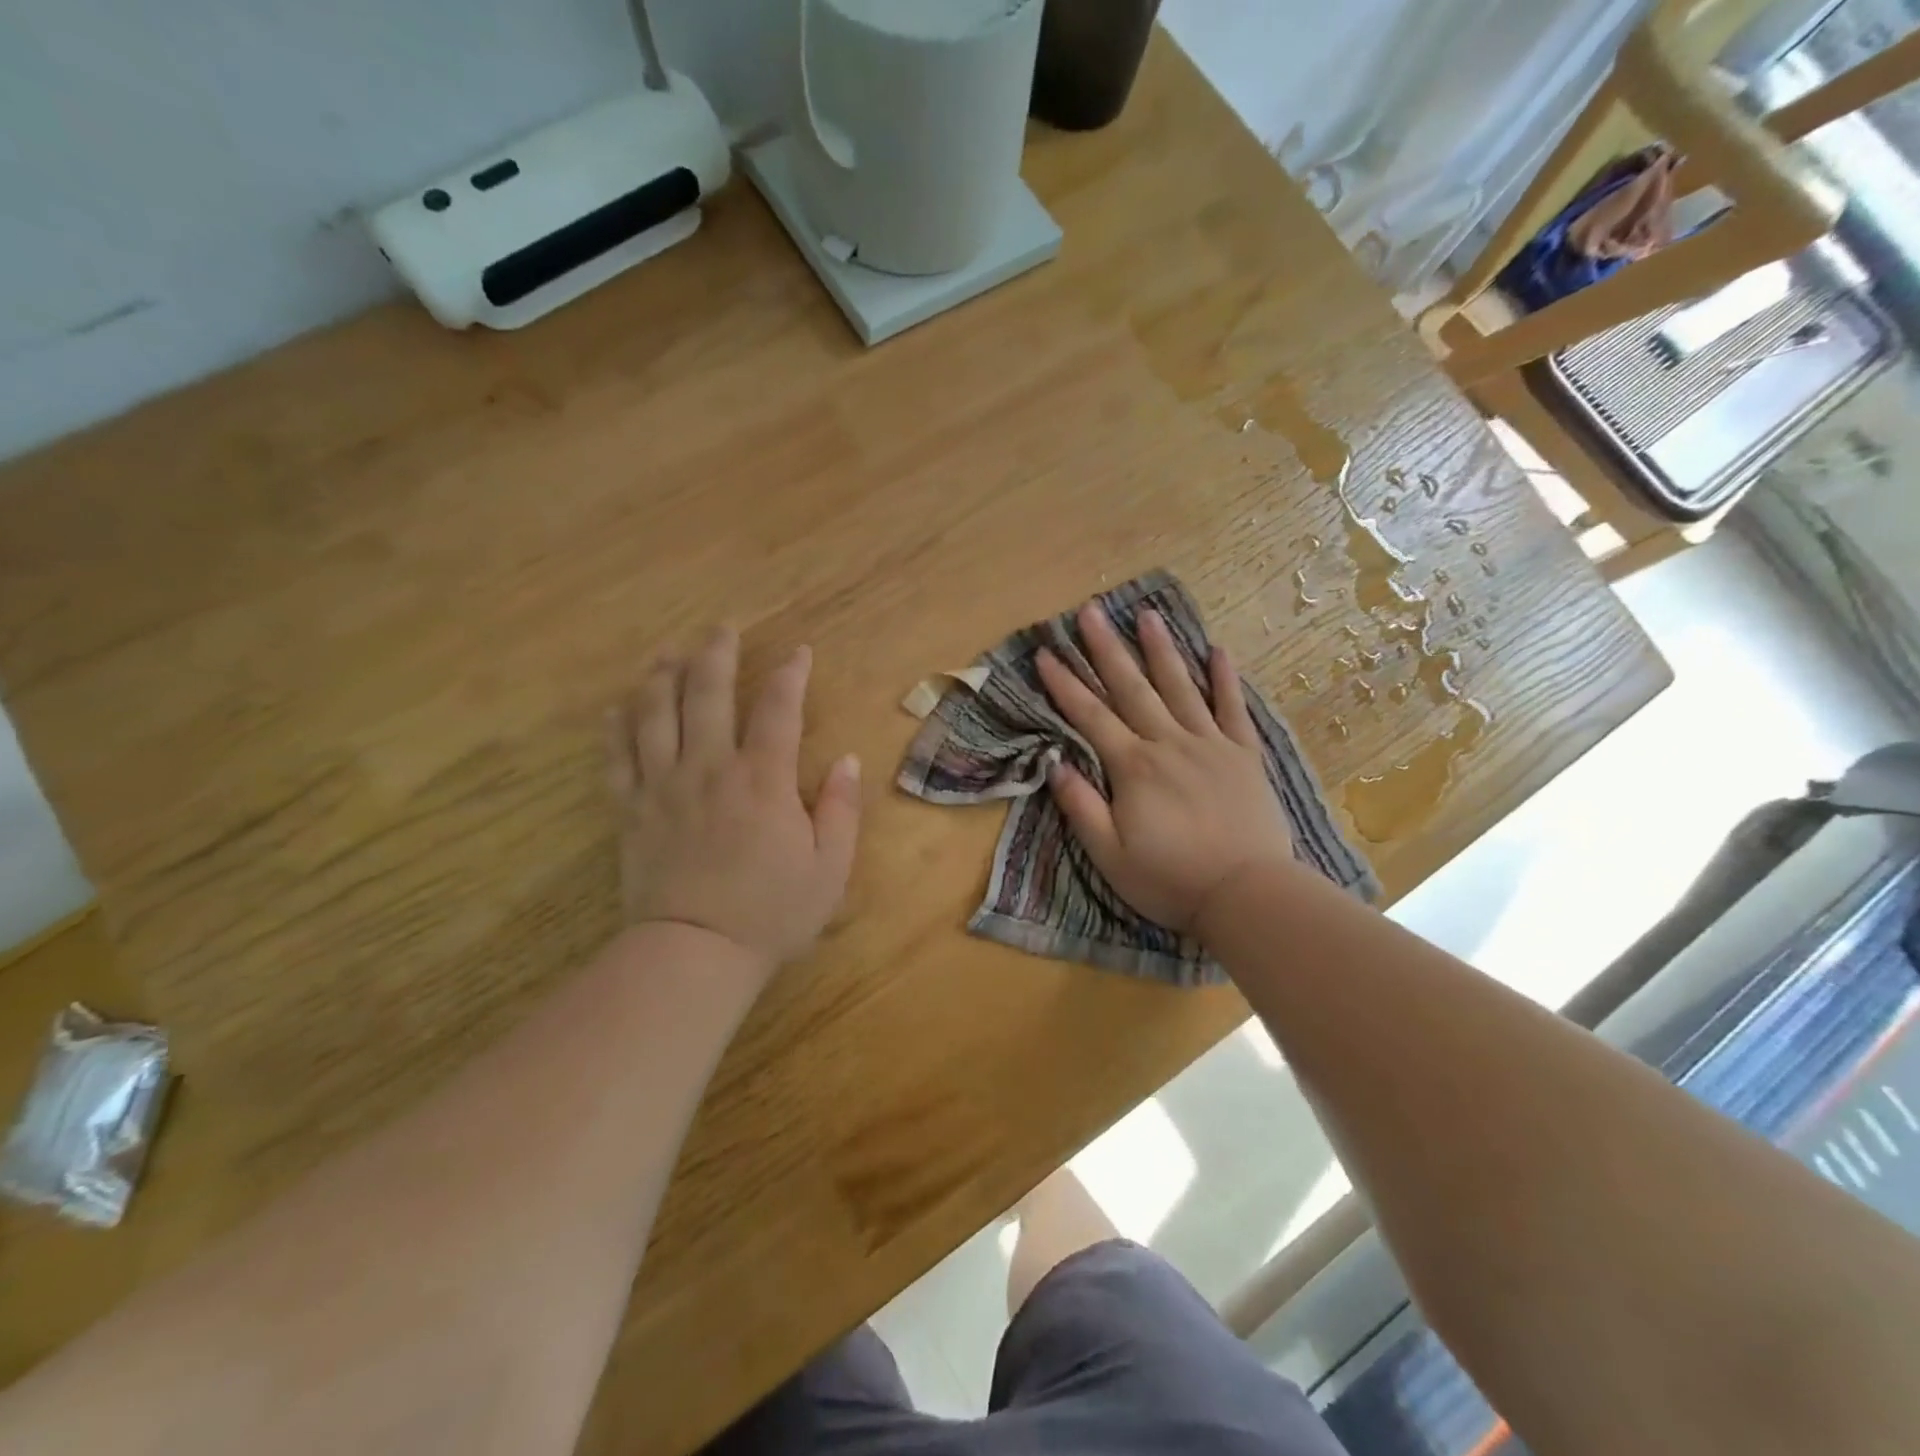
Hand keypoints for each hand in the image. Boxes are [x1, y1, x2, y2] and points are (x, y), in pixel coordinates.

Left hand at [606, 627, 861, 971]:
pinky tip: (618, 707)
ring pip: (655, 713)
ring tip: (667, 651)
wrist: (695, 953)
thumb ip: (840, 809)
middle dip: (716, 653)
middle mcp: (710, 768)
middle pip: (707, 693)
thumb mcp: (829, 867)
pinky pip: (617, 757)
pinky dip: (616, 727)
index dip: (790, 674)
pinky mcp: (632, 810)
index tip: (798, 652)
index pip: (778, 709)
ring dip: (661, 675)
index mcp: (763, 780)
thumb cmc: (772, 912)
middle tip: (721, 627)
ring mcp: (664, 785)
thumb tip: (846, 760)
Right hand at [1035, 604, 1295, 933]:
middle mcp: (1169, 743)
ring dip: (1160, 649)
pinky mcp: (1244, 755)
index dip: (1065, 684)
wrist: (1248, 895)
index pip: (1090, 716)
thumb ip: (1081, 806)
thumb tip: (1054, 763)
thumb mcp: (1109, 855)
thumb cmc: (1170, 880)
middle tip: (1089, 610)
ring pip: (1180, 686)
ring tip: (1146, 614)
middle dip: (1106, 648)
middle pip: (1132, 688)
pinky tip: (1217, 650)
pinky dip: (1225, 678)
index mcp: (1133, 767)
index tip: (1045, 653)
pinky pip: (1233, 709)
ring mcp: (1210, 745)